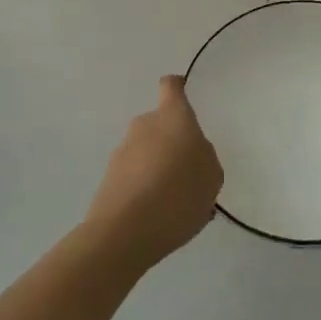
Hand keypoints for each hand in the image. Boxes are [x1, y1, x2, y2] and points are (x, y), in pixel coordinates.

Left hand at [86, 75, 223, 272]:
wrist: (124, 233)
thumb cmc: (178, 195)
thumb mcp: (212, 177)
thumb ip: (204, 158)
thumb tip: (191, 154)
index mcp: (173, 117)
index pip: (171, 87)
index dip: (178, 88)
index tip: (186, 96)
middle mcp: (144, 125)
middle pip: (161, 125)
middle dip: (173, 143)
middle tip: (190, 174)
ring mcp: (122, 151)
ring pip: (147, 152)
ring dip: (159, 168)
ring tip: (176, 204)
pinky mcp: (108, 178)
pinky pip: (135, 176)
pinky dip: (146, 189)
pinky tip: (158, 217)